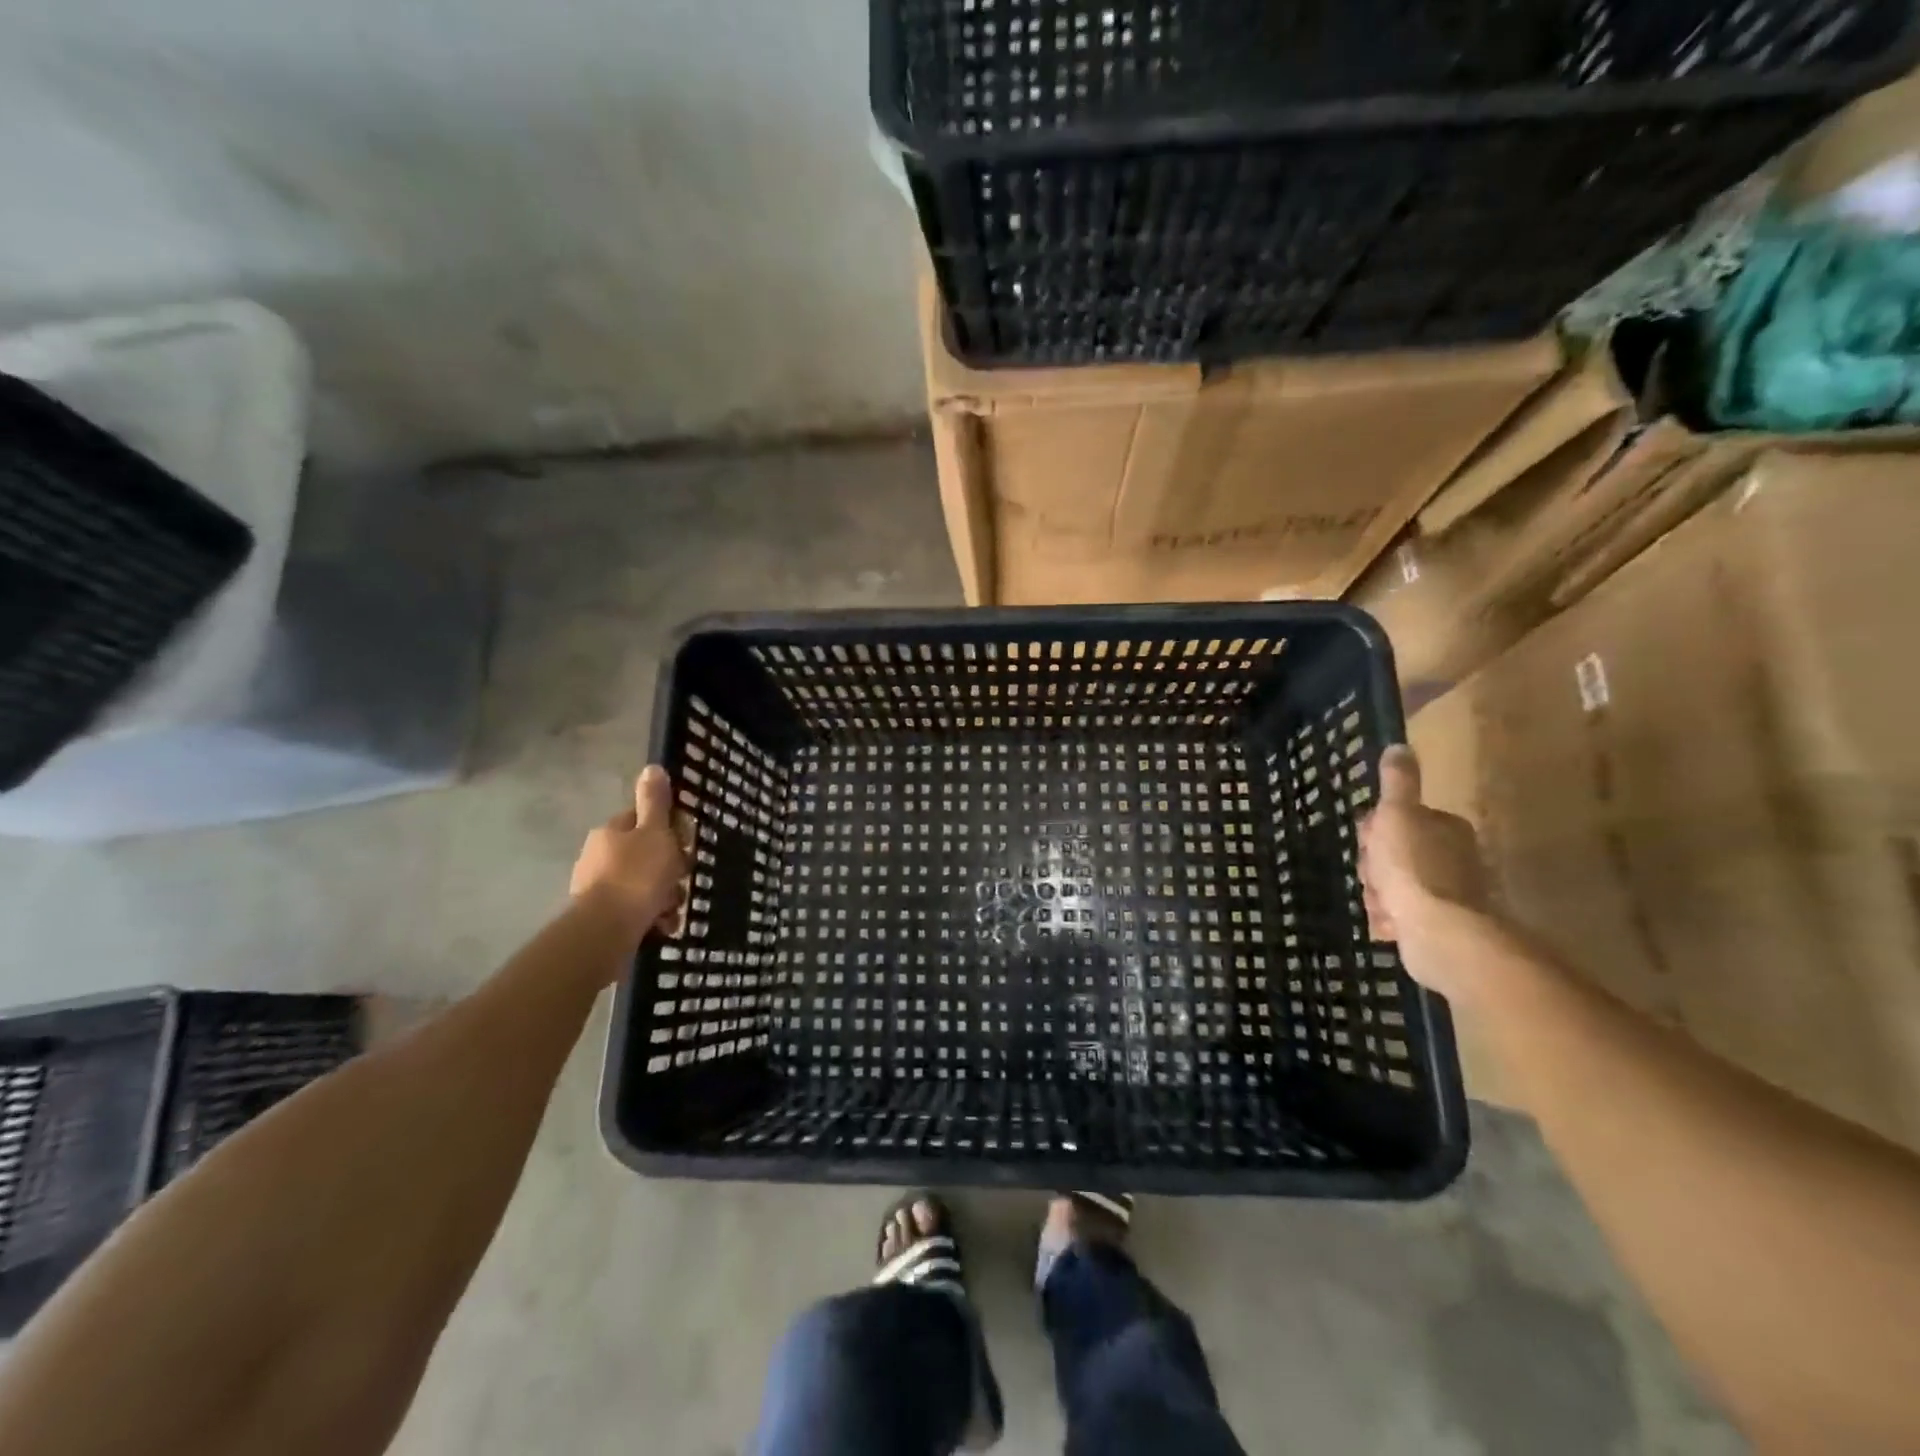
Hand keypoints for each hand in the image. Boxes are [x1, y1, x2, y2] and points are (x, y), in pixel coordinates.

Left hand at [570, 766, 687, 940]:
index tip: (684, 843)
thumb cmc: (637, 875)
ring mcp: (597, 887)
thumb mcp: (655, 832)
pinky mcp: (601, 916)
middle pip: (646, 854)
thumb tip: (652, 767)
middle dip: (669, 868)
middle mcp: (598, 856)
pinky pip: (636, 909)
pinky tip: (663, 924)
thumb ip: (655, 802)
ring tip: (673, 908)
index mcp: (610, 832)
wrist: (607, 930)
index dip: (668, 829)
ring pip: (643, 884)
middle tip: (681, 879)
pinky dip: (652, 916)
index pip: (643, 820)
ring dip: (664, 895)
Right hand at [1358, 746, 1490, 992]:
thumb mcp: (1397, 814)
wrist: (1439, 932)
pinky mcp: (1440, 924)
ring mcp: (1448, 893)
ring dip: (1378, 895)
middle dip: (1374, 868)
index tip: (1367, 842)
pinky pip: (1400, 915)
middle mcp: (1452, 857)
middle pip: (1391, 854)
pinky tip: (1389, 924)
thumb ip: (1398, 782)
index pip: (1395, 819)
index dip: (1373, 831)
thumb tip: (1400, 745)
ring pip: (1391, 886)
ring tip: (1383, 905)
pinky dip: (1389, 919)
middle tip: (1374, 877)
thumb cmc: (1413, 867)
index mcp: (1445, 827)